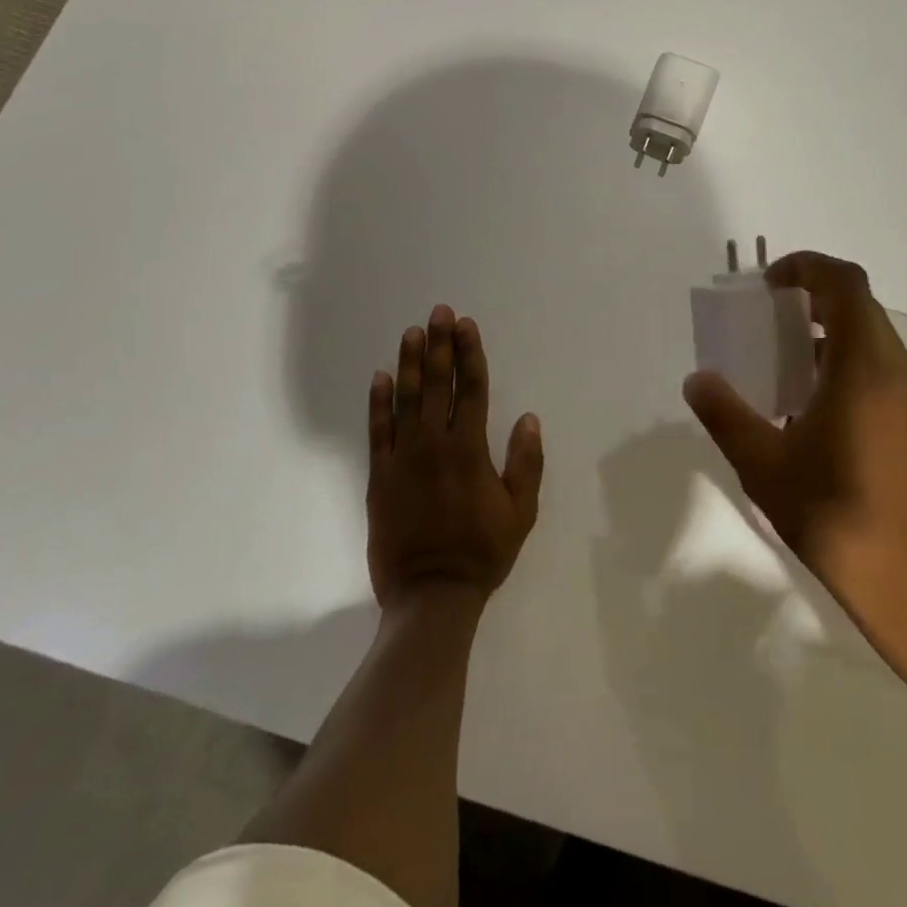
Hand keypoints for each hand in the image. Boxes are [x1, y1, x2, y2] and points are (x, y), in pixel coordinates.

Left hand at [366, 306, 543, 609]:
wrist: (431, 594)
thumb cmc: (482, 552)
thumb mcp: (521, 512)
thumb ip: (526, 462)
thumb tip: (528, 418)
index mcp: (470, 449)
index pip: (471, 388)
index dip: (469, 354)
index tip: (466, 325)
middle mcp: (435, 444)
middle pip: (438, 384)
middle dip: (440, 345)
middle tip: (438, 312)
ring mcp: (403, 458)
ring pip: (406, 399)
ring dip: (410, 363)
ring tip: (411, 333)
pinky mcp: (379, 476)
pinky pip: (378, 430)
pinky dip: (378, 402)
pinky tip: (380, 376)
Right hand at [683, 251, 906, 611]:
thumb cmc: (834, 513)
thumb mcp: (763, 463)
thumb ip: (725, 413)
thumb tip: (697, 380)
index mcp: (863, 366)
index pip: (845, 284)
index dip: (806, 266)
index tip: (768, 283)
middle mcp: (895, 371)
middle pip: (860, 306)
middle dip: (812, 297)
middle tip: (767, 317)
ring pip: (871, 338)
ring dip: (828, 331)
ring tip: (781, 360)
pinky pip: (878, 369)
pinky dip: (842, 362)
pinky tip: (809, 405)